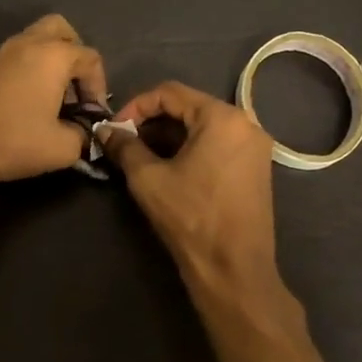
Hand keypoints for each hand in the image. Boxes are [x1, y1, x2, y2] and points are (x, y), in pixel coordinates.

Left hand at [0, 15, 107, 190]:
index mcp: (53, 56)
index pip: (90, 58)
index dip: (99, 86)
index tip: (92, 115)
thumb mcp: (62, 148)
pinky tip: (25, 105)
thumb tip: (80, 134)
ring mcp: (0, 53)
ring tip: (51, 100)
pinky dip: (28, 72)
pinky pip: (15, 58)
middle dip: (74, 55)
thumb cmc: (13, 141)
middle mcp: (27, 44)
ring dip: (50, 63)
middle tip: (74, 88)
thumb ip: (81, 136)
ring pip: (35, 42)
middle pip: (60, 30)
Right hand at [104, 81, 280, 292]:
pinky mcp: (257, 170)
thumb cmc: (191, 217)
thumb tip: (105, 131)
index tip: (114, 128)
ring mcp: (255, 148)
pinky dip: (191, 150)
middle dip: (153, 123)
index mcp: (223, 118)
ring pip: (203, 128)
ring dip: (170, 137)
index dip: (136, 106)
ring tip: (142, 158)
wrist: (234, 269)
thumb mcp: (148, 179)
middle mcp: (246, 124)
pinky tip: (170, 170)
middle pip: (190, 108)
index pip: (170, 93)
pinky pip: (218, 146)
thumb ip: (125, 147)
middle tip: (125, 144)